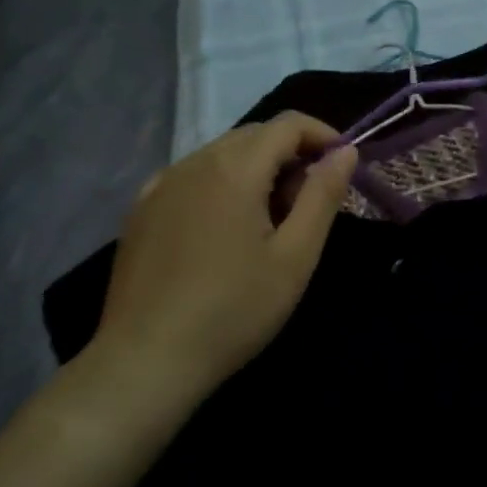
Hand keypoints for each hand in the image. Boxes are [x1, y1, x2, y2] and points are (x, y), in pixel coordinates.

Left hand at [79, 114, 358, 436]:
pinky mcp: (141, 210)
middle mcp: (194, 163)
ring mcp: (161, 185)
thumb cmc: (233, 310)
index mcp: (235, 168)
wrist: (144, 363)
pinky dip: (220, 184)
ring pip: (222, 154)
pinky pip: (192, 176)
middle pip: (255, 135)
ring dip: (256, 169)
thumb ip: (323, 195)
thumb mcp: (295, 256)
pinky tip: (223, 228)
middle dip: (291, 154)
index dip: (322, 135)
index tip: (341, 166)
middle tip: (307, 203)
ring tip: (268, 221)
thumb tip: (345, 151)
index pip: (288, 124)